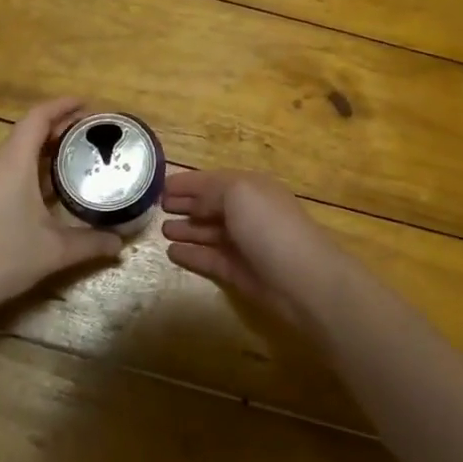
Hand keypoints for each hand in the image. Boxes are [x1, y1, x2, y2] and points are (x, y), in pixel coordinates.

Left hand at [0, 97, 124, 316]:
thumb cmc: (0, 257)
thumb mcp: (53, 251)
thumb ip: (90, 243)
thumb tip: (120, 244)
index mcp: (13, 162)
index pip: (38, 117)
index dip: (63, 105)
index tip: (88, 105)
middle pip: (28, 133)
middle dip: (59, 129)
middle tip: (92, 134)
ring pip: (17, 155)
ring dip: (45, 152)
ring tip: (76, 160)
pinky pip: (7, 174)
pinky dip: (31, 172)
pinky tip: (48, 194)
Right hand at [161, 171, 363, 334]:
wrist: (304, 280)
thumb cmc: (270, 227)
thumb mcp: (238, 193)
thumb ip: (210, 191)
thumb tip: (193, 202)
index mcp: (250, 188)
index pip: (212, 181)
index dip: (187, 183)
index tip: (160, 186)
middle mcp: (248, 213)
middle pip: (211, 206)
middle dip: (186, 205)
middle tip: (158, 207)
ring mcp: (244, 244)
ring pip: (209, 233)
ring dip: (186, 229)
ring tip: (162, 230)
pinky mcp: (240, 273)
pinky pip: (209, 259)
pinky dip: (191, 255)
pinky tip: (172, 253)